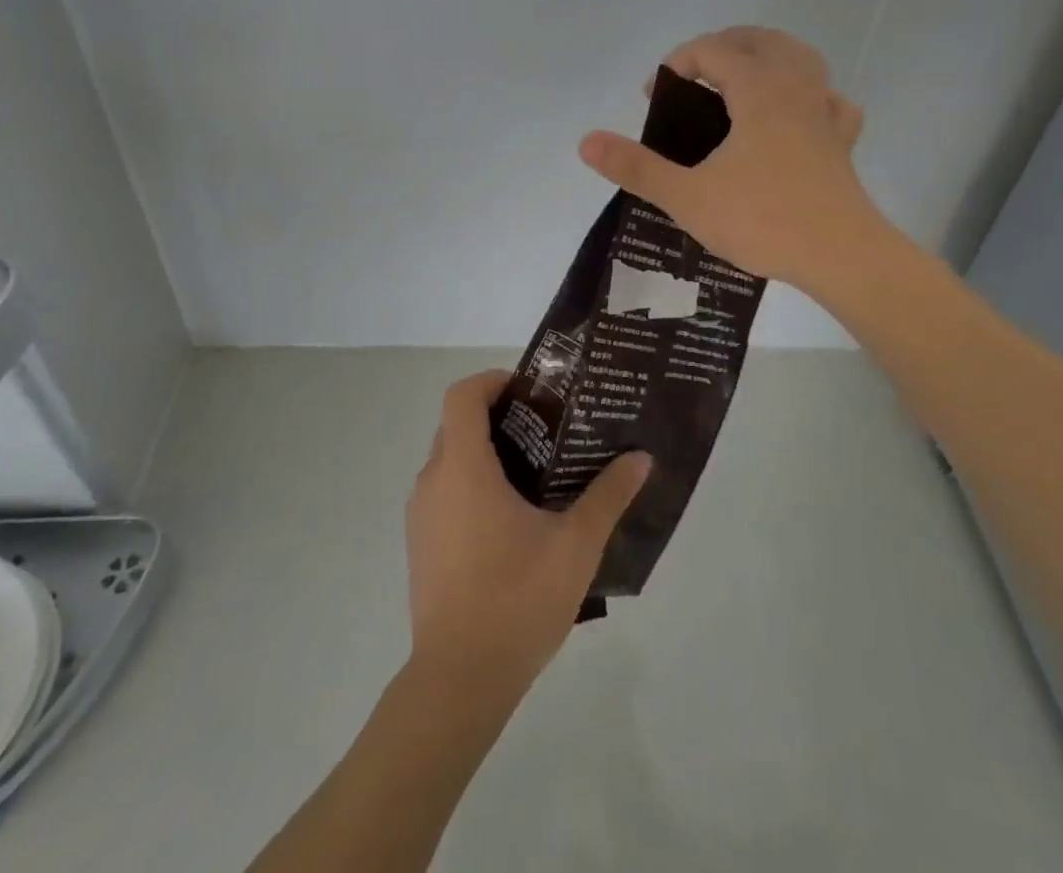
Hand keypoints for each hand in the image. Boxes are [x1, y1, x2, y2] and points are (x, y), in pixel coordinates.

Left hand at [406, 371, 651, 695]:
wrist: (459, 681)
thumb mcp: (575, 545)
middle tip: (547, 429)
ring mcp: (421, 515)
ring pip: (450, 460)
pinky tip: (512, 520)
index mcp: (464, 468)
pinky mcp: (421, 544)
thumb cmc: (517, 599)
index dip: (493, 380)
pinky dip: (473, 485)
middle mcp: (433, 481)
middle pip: (458, 424)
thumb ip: (608, 495)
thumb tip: (641, 458)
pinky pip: (445, 492)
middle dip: (499, 416)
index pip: (463, 395)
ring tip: (537, 473)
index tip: (532, 392)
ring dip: (486, 453)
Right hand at [579, 26, 887, 291]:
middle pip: (760, 40)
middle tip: (692, 78)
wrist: (841, 256)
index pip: (713, 50)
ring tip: (740, 82)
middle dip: (721, 47)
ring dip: (766, 58)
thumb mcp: (688, 197)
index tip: (654, 95)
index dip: (677, 62)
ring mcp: (824, 113)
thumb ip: (636, 167)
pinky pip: (828, 100)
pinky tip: (797, 115)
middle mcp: (795, 88)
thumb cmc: (763, 219)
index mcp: (758, 90)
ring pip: (800, 58)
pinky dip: (809, 95)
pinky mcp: (841, 142)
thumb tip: (586, 141)